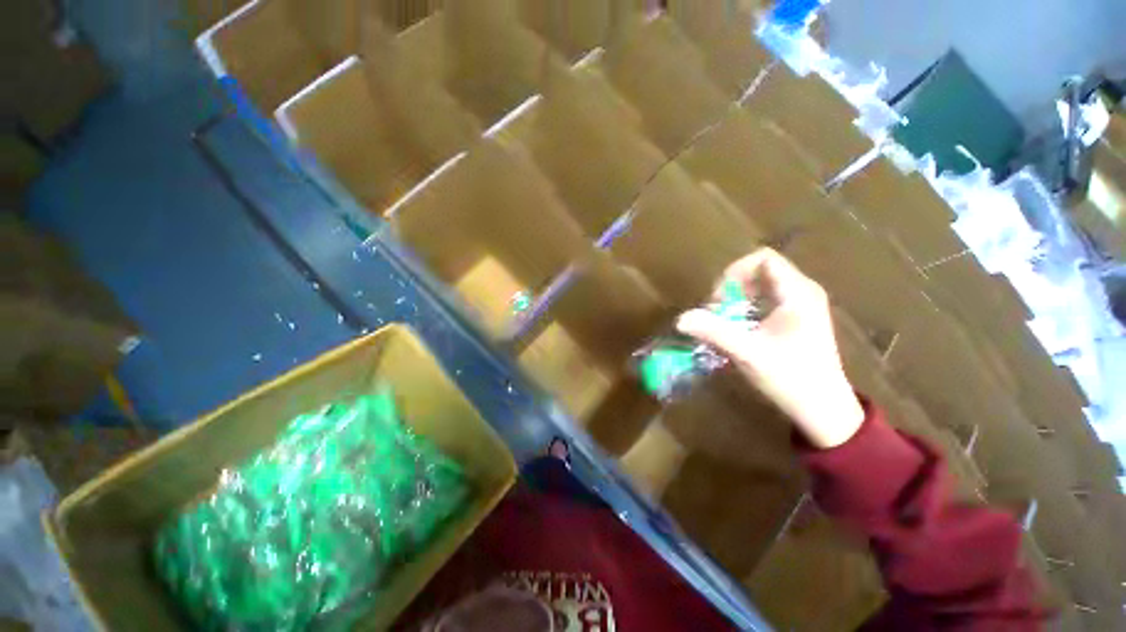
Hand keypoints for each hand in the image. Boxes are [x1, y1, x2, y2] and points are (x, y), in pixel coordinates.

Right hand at [676, 248, 864, 448]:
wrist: (823, 410)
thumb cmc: (791, 379)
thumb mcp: (748, 353)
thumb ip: (714, 332)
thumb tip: (680, 319)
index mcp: (798, 293)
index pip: (763, 259)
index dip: (734, 272)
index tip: (718, 299)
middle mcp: (802, 292)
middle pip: (759, 270)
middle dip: (731, 288)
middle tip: (717, 312)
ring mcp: (800, 305)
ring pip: (759, 286)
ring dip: (735, 299)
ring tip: (723, 321)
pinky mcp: (795, 318)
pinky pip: (764, 300)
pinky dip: (744, 309)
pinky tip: (737, 329)